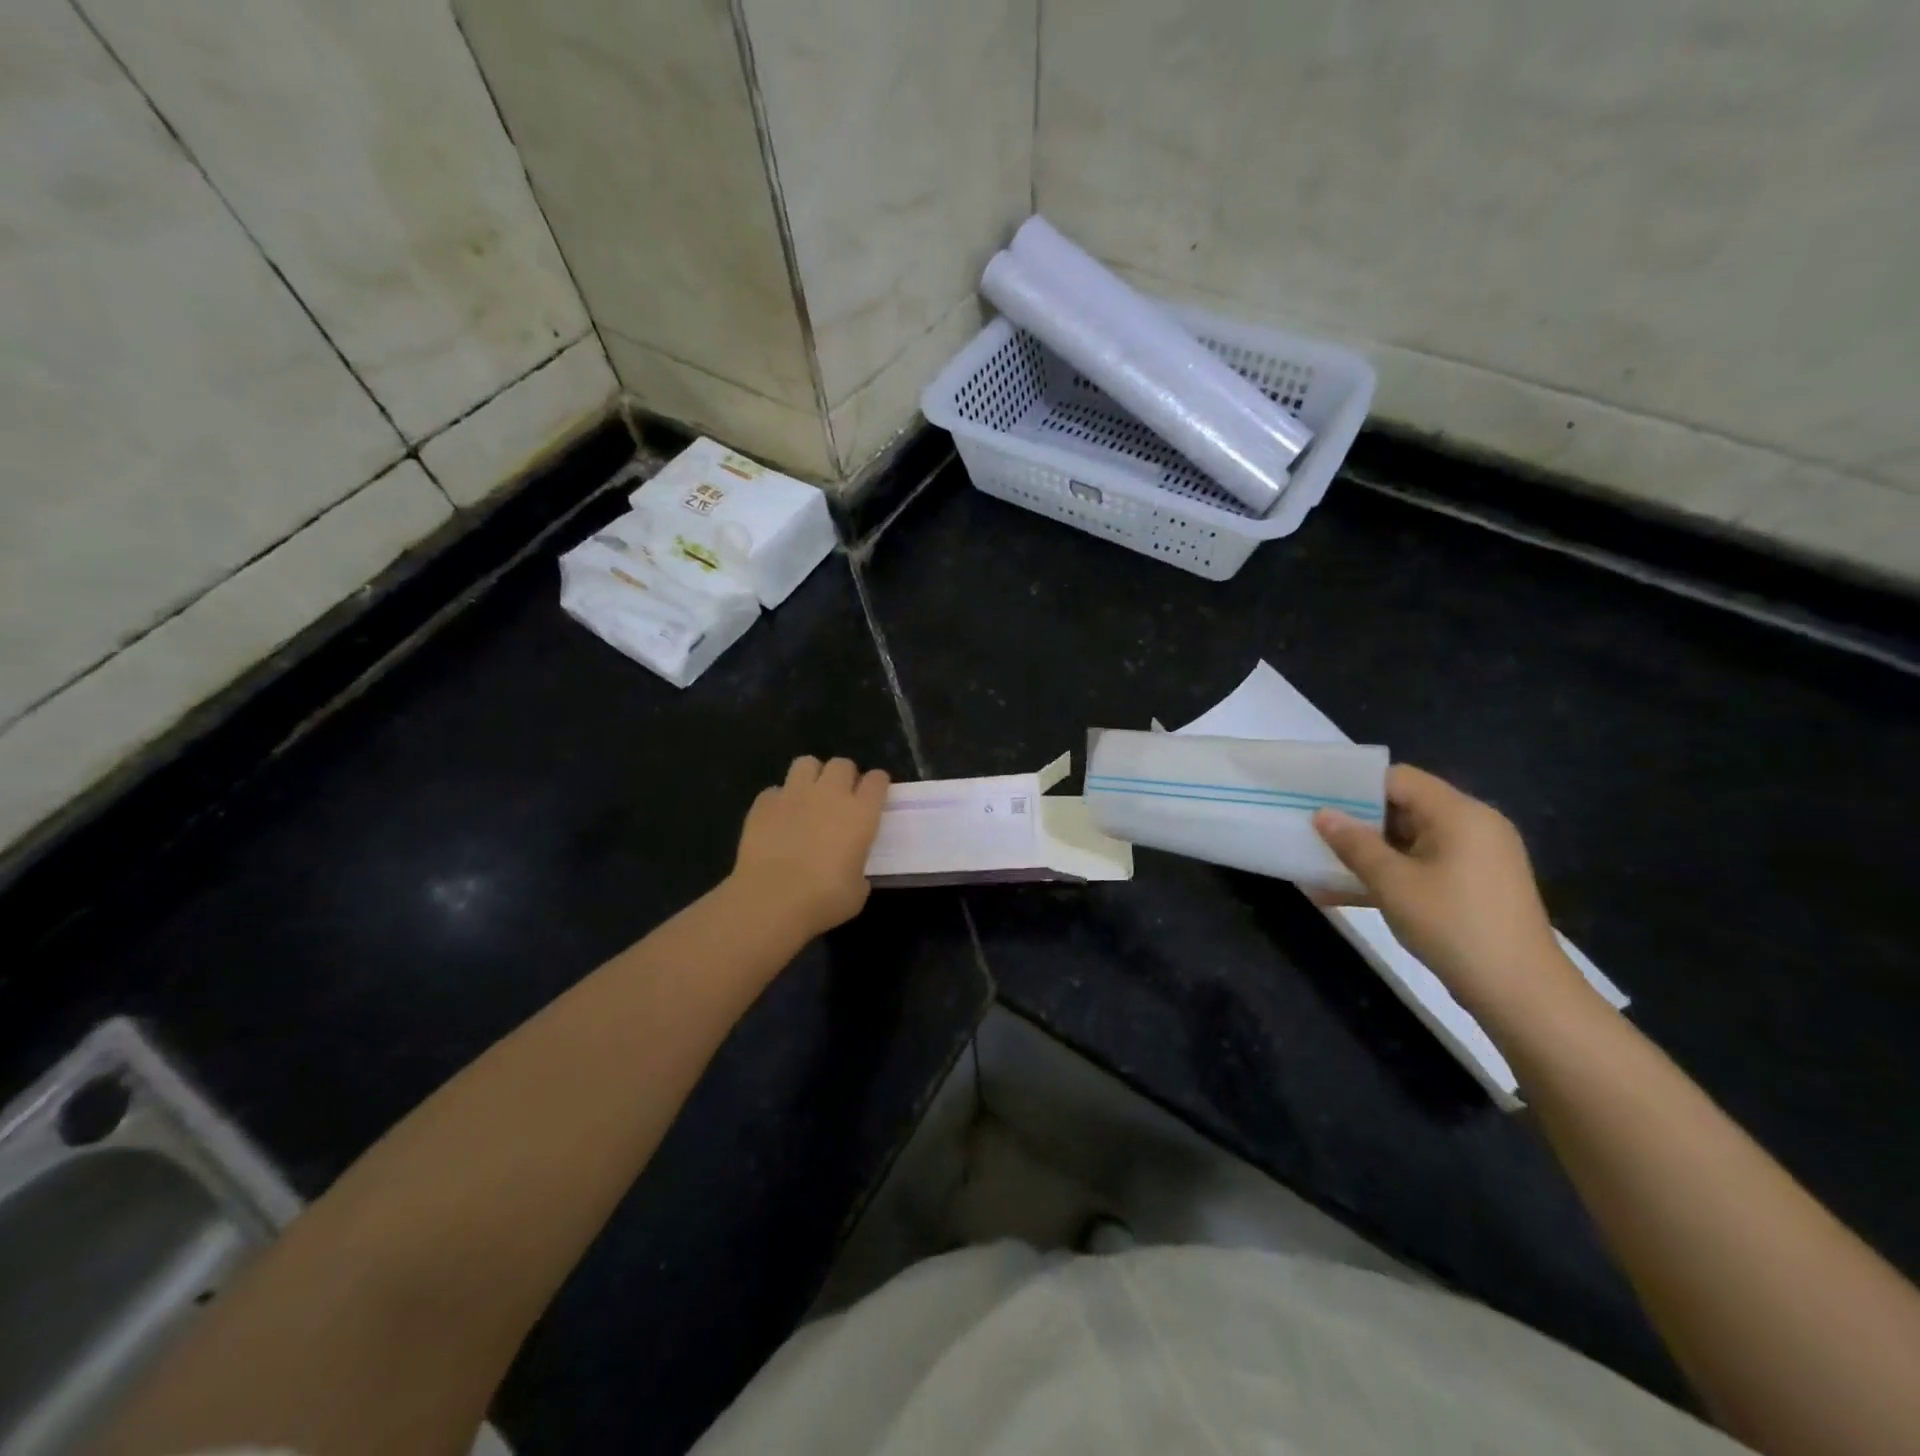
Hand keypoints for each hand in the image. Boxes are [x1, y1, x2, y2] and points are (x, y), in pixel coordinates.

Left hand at [732, 756, 889, 938]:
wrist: (771, 901)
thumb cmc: (823, 900)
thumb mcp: (857, 891)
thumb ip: (859, 870)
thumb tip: (852, 868)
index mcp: (861, 813)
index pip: (877, 780)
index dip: (878, 784)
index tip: (876, 795)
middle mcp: (829, 794)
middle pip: (843, 764)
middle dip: (845, 776)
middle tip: (841, 797)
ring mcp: (793, 794)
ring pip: (807, 763)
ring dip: (812, 776)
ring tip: (809, 796)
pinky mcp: (763, 804)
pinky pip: (775, 790)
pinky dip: (779, 800)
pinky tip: (778, 818)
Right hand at [1312, 765, 1595, 1028]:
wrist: (1521, 992)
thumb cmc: (1454, 925)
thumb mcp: (1393, 883)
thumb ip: (1354, 844)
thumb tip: (1323, 815)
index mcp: (1459, 813)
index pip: (1398, 778)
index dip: (1354, 786)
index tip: (1317, 800)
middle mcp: (1472, 826)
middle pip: (1404, 806)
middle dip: (1356, 820)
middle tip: (1313, 831)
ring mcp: (1475, 858)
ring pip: (1409, 840)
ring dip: (1368, 851)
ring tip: (1321, 862)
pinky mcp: (1473, 886)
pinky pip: (1421, 866)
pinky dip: (1389, 874)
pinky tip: (1344, 893)